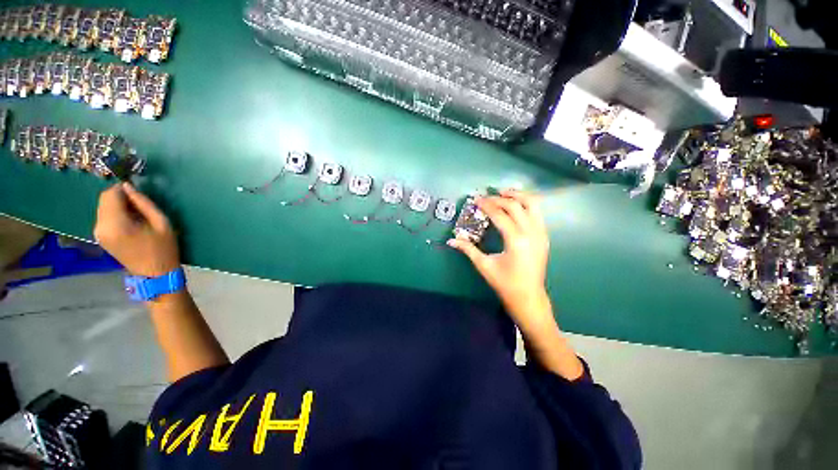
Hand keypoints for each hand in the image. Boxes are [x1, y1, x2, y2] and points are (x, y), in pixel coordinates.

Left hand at [94, 183, 180, 276]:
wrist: (154, 274)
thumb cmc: (163, 248)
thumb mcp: (162, 223)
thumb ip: (144, 203)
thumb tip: (129, 187)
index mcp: (116, 224)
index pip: (110, 194)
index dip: (122, 189)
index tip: (137, 192)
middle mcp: (101, 227)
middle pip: (104, 200)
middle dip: (119, 196)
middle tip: (139, 204)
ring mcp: (98, 233)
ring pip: (103, 207)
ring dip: (117, 205)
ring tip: (136, 214)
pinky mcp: (100, 237)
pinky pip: (104, 217)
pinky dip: (115, 213)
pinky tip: (130, 222)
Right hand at [448, 190, 550, 323]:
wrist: (528, 297)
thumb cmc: (505, 283)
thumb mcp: (484, 265)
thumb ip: (468, 249)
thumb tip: (451, 240)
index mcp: (516, 241)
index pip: (500, 215)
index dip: (487, 205)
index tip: (476, 199)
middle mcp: (531, 233)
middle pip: (516, 206)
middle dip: (499, 198)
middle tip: (486, 196)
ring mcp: (541, 234)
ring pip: (532, 204)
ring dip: (518, 195)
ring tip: (503, 192)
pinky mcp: (544, 236)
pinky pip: (537, 213)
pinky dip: (526, 204)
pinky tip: (515, 204)